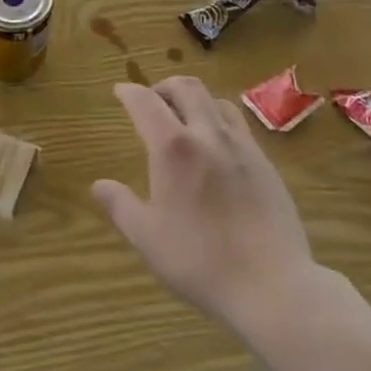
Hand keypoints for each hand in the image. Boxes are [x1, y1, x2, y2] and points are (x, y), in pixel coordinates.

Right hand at [92, 77, 318, 335]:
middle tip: (152, 101)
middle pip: (185, 87)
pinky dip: (219, 119)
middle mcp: (207, 133)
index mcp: (173, 147)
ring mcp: (241, 145)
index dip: (129, 92)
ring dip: (194, 99)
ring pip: (215, 100)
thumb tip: (98, 185)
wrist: (272, 284)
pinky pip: (238, 123)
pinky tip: (216, 146)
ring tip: (185, 118)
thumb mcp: (148, 238)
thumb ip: (121, 206)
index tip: (119, 91)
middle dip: (163, 86)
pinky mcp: (265, 161)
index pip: (145, 102)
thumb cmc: (201, 260)